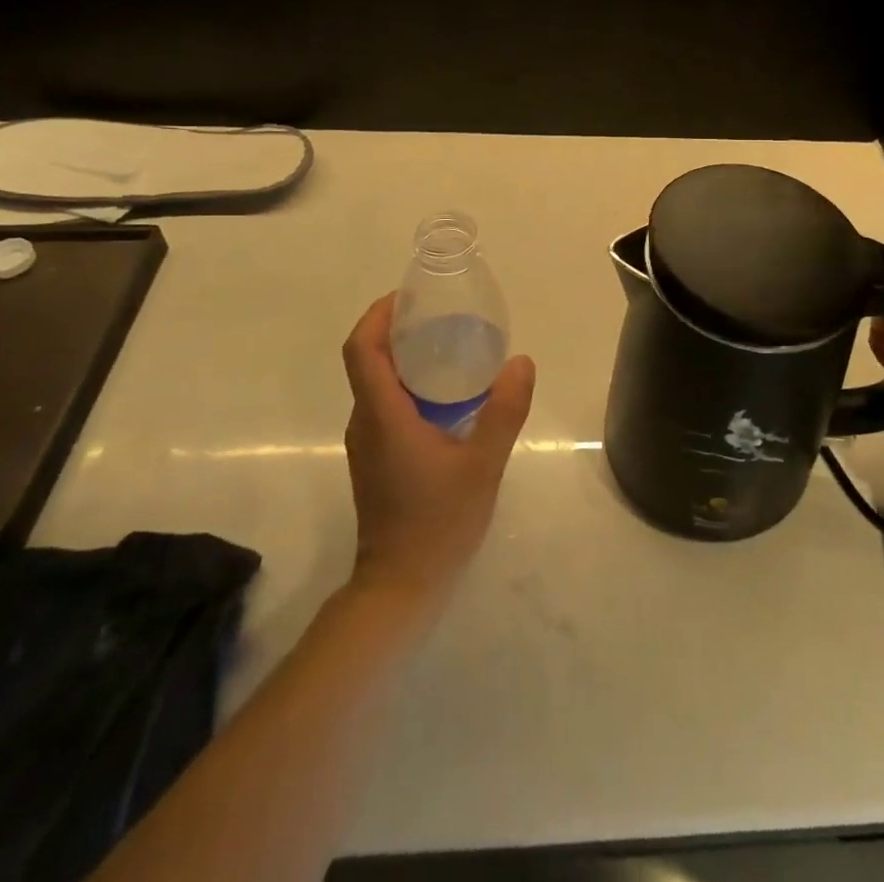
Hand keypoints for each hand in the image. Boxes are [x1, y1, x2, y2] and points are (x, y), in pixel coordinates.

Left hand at [341, 294, 535, 609]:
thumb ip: (504, 411)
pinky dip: (409, 384)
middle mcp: (366, 422)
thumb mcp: (482, 464)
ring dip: (404, 357)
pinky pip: (386, 404)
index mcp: (382, 415)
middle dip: (396, 329)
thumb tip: (521, 362)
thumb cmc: (437, 523)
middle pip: (368, 360)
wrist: (400, 588)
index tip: (408, 296)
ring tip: (450, 345)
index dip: (377, 315)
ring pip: (377, 383)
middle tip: (441, 314)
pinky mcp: (377, 459)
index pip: (362, 349)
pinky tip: (449, 394)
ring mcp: (368, 443)